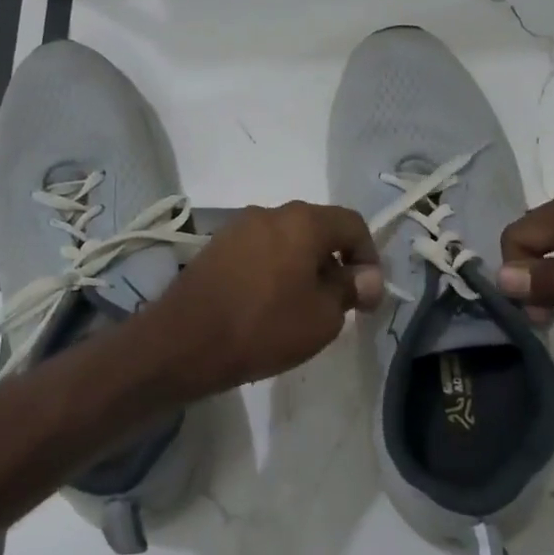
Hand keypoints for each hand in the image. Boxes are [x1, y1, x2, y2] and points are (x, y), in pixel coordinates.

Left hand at [143, 203, 383, 395]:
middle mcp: (269, 212)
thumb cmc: (264, 327)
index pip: (352, 224)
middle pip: (317, 229)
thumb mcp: (322, 317)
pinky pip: (259, 251)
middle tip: (338, 303)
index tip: (368, 296)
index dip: (369, 258)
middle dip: (335, 262)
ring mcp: (237, 227)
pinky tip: (268, 304)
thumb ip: (350, 289)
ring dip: (303, 266)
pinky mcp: (215, 247)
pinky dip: (274, 270)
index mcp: (302, 221)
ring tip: (302, 307)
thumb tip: (367, 276)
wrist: (183, 342)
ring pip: (286, 240)